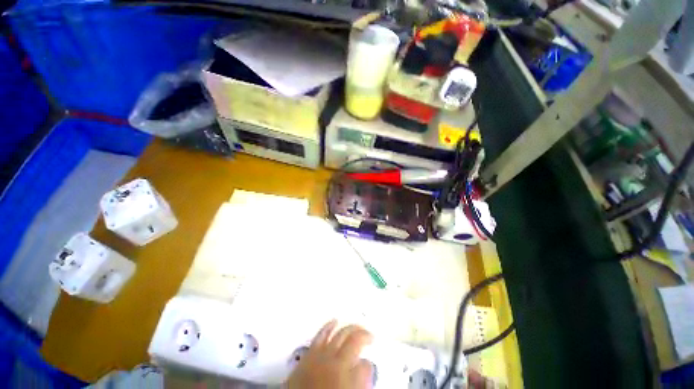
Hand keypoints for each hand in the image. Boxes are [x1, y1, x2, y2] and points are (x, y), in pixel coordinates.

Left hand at [285, 320, 373, 388]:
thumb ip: (360, 378)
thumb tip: (366, 364)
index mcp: (344, 369)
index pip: (361, 352)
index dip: (368, 347)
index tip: (372, 347)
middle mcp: (333, 357)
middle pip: (350, 338)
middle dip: (361, 333)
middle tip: (368, 334)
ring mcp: (320, 353)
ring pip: (337, 333)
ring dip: (348, 328)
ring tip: (355, 326)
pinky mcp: (309, 353)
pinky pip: (320, 335)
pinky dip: (328, 327)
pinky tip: (333, 321)